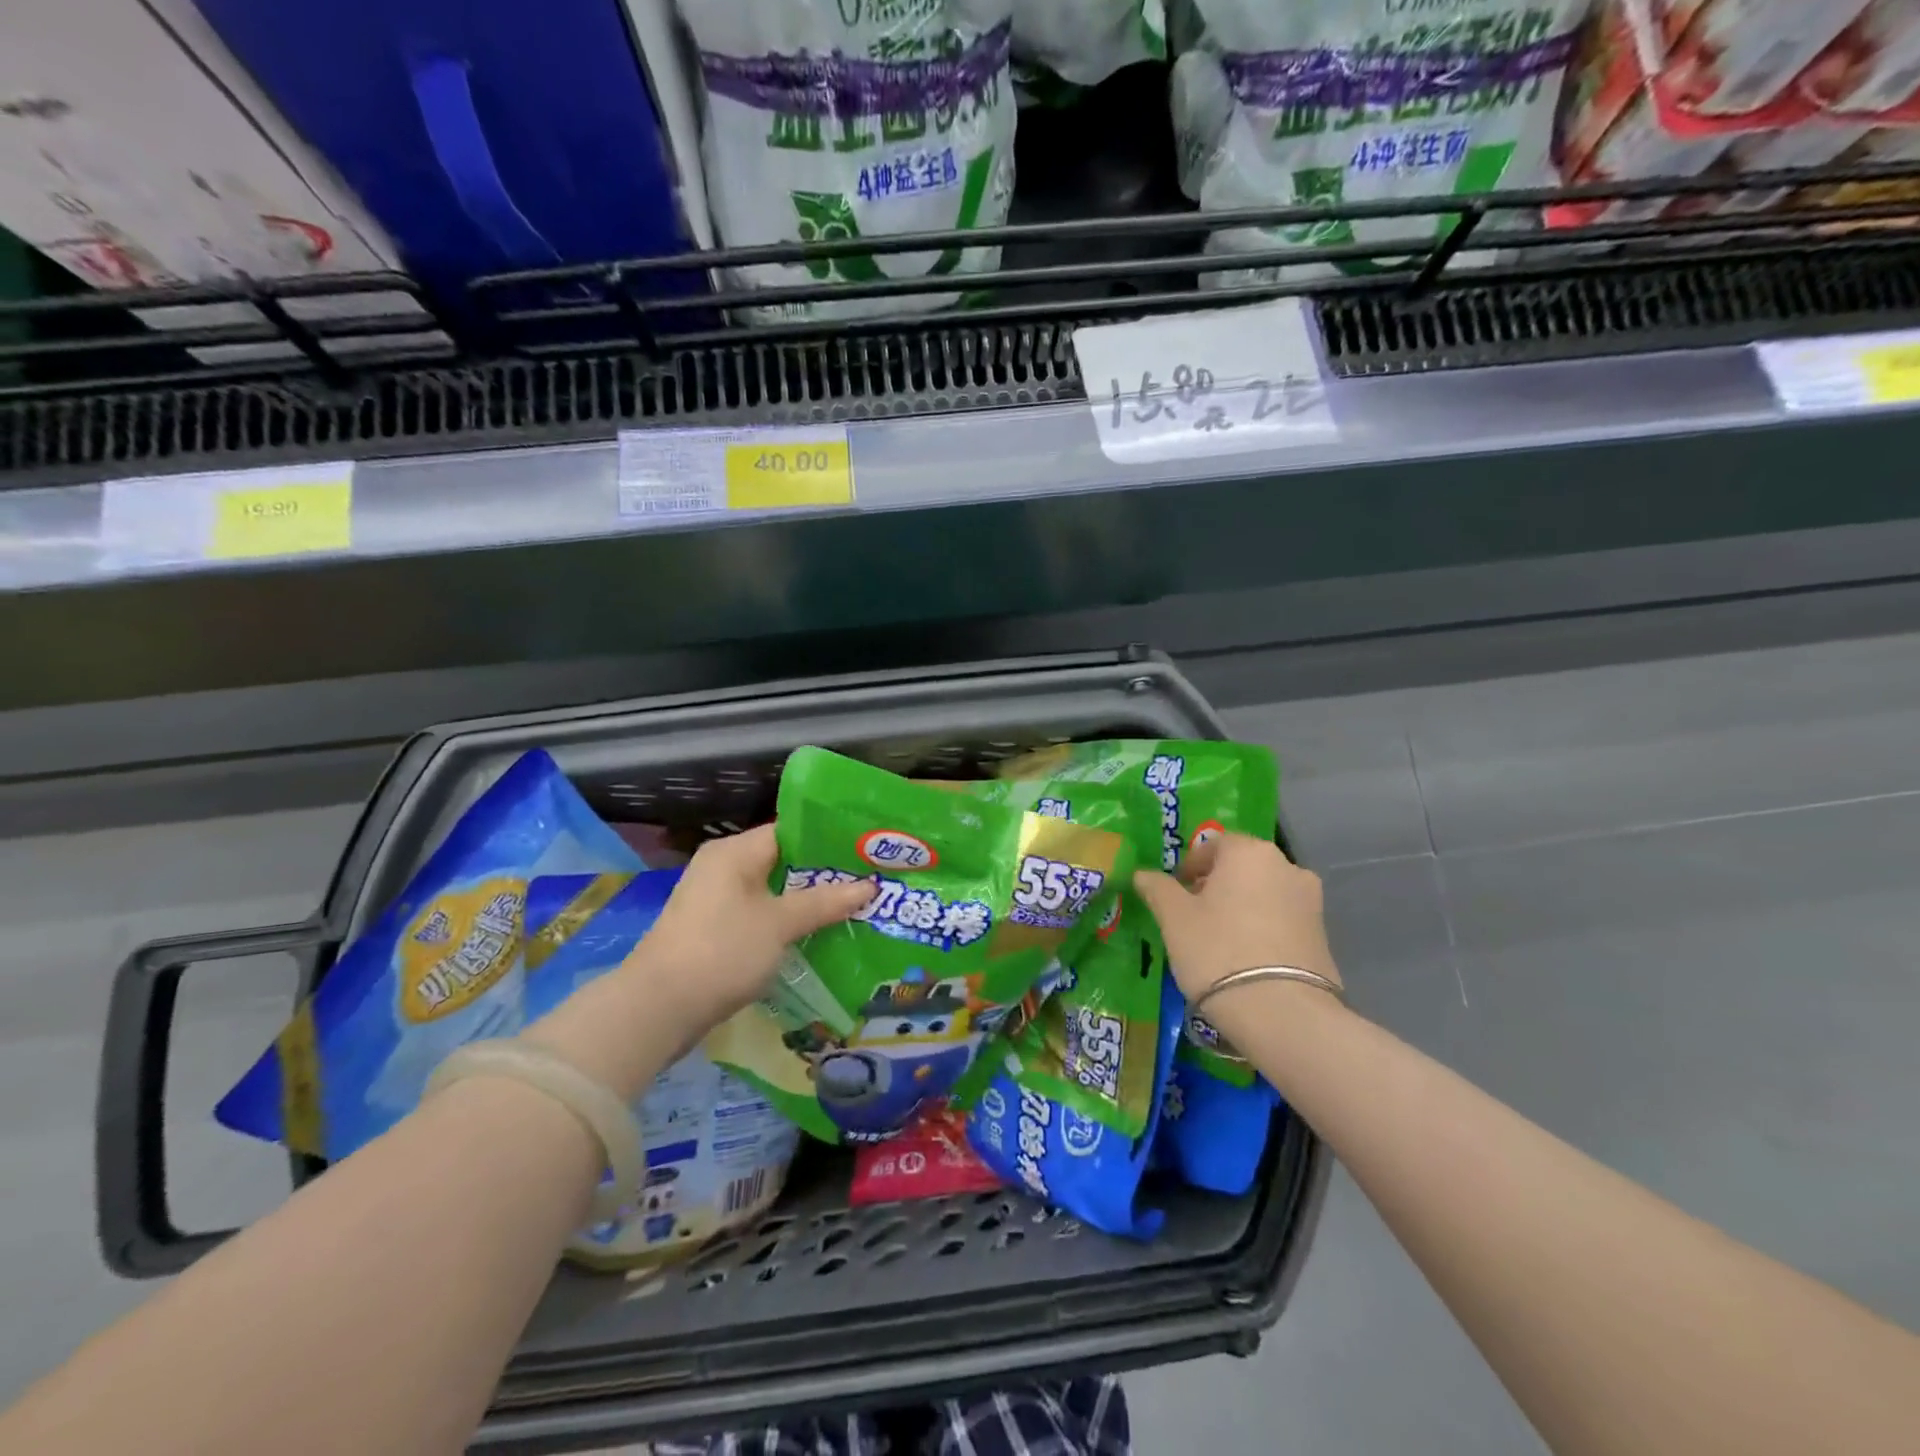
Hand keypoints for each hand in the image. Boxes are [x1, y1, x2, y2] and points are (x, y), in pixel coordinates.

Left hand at [626, 823, 874, 1029]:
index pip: (791, 830)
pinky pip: (761, 916)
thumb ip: (825, 902)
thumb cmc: (722, 951)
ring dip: (808, 901)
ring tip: (854, 906)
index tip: (867, 849)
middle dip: (825, 874)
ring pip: (774, 891)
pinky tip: (819, 934)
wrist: (657, 1009)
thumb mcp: (780, 924)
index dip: (830, 838)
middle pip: (784, 861)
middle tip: (870, 880)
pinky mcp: (715, 931)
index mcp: (735, 851)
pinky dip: (788, 922)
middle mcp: (724, 867)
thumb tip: (870, 885)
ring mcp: (717, 901)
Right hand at [1133, 832, 1340, 1003]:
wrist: (1282, 1012)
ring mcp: (1311, 901)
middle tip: (1194, 915)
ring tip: (1220, 939)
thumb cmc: (1218, 950)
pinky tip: (1246, 958)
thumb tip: (1143, 874)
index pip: (1215, 844)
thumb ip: (1157, 888)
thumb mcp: (1174, 918)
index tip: (1176, 891)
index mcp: (1249, 852)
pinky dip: (1263, 929)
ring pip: (1264, 893)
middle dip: (1217, 885)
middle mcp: (1287, 866)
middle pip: (1242, 867)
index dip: (1191, 865)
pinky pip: (1283, 920)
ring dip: (1242, 906)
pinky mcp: (1324, 936)